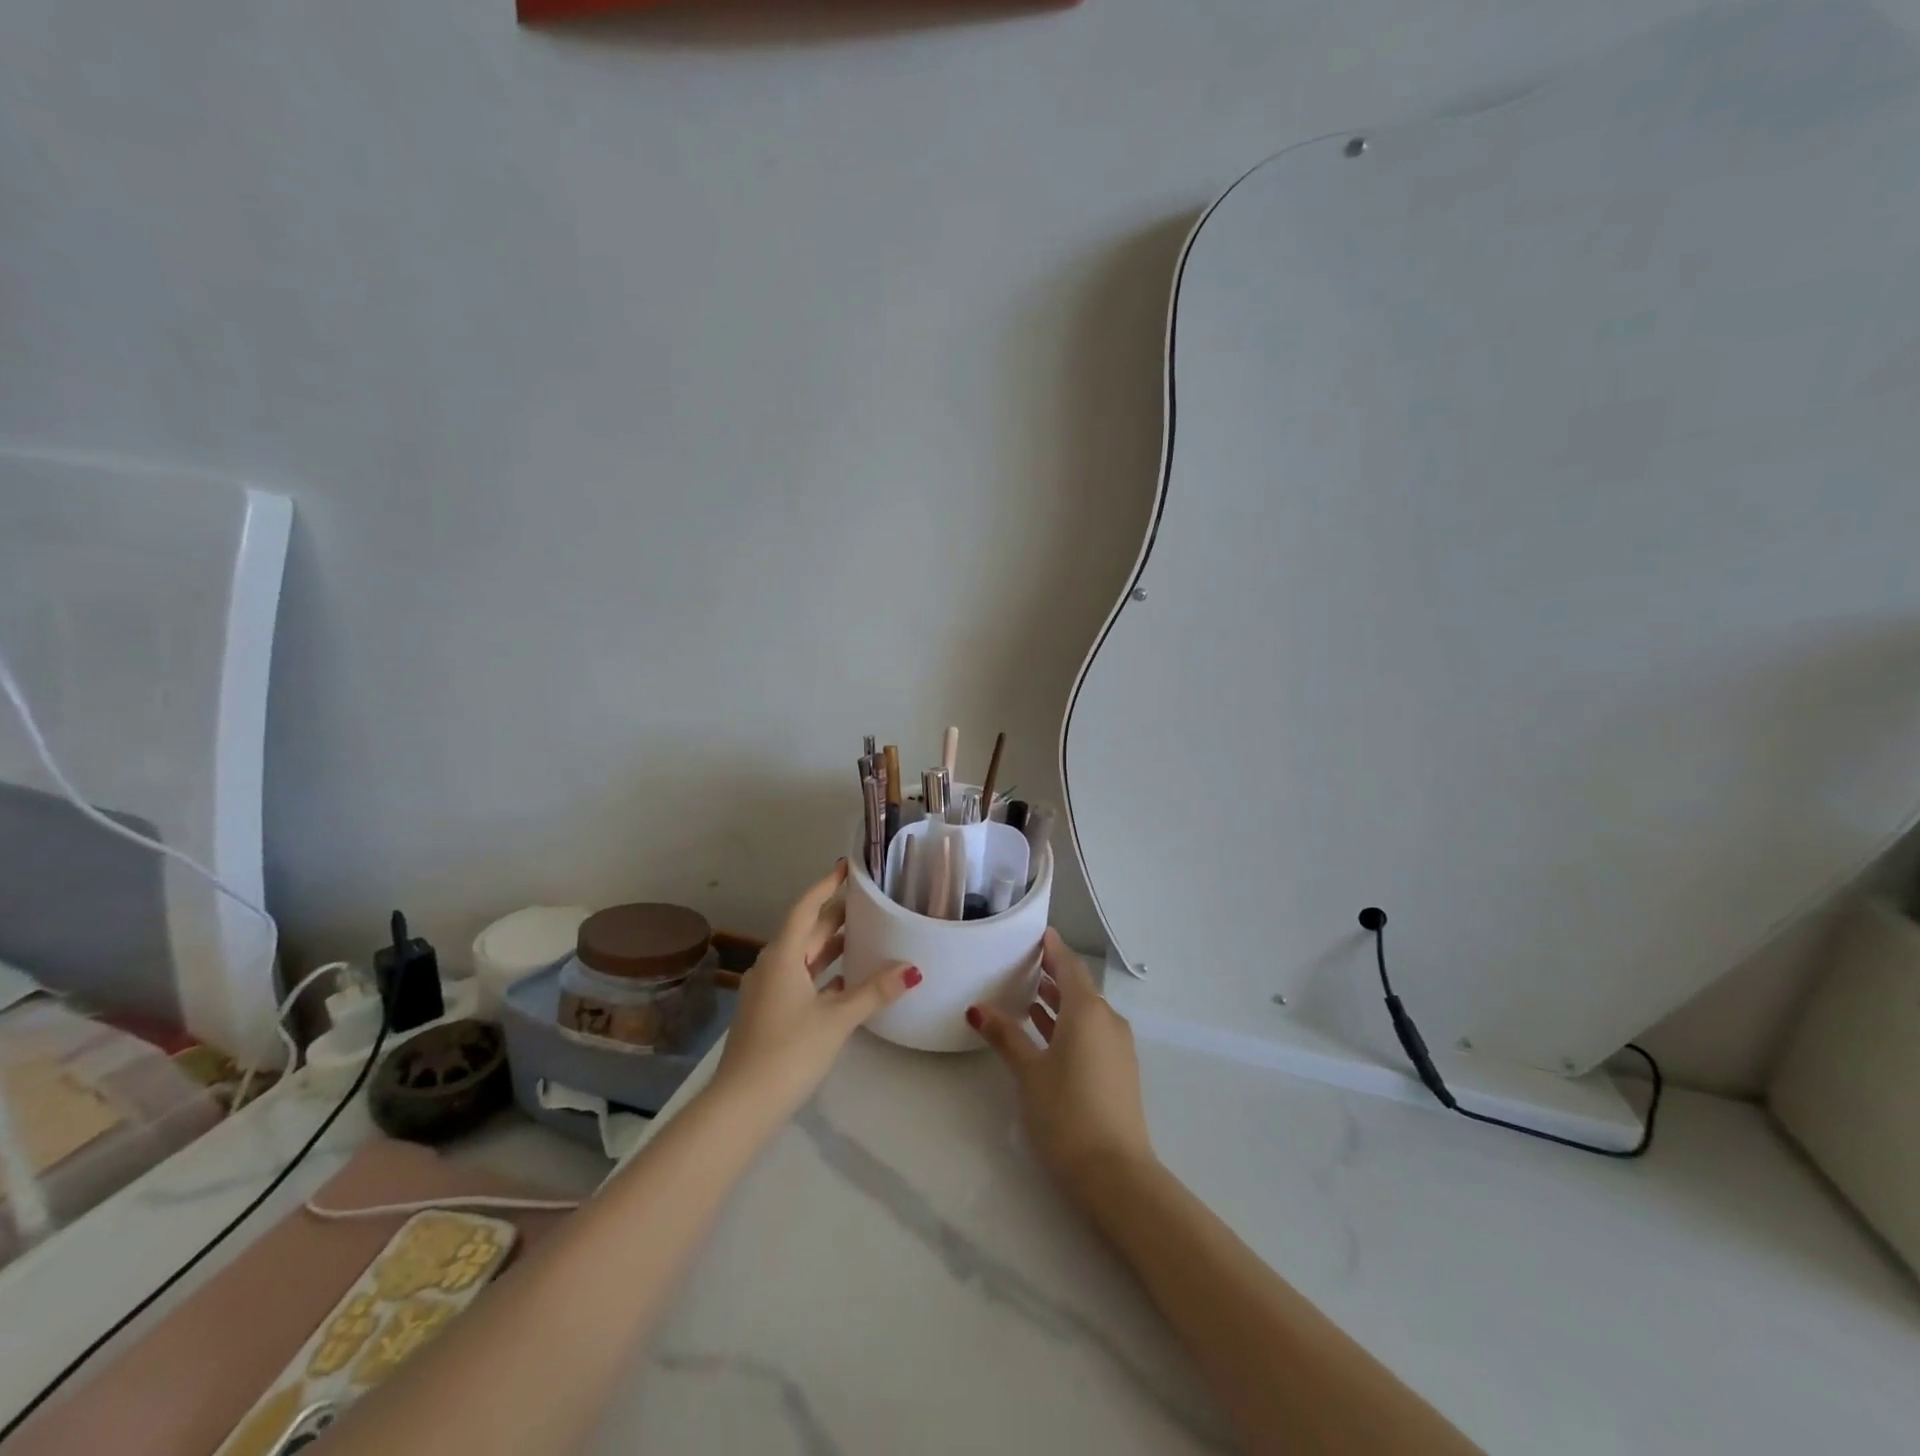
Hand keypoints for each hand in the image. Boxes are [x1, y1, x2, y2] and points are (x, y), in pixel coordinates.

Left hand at [711, 860, 920, 1127]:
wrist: (741, 1106)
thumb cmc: (788, 1052)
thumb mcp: (836, 1020)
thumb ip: (874, 991)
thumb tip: (913, 968)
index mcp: (782, 956)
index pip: (806, 908)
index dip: (827, 886)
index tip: (846, 867)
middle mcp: (772, 966)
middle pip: (806, 930)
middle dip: (835, 914)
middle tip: (868, 898)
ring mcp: (768, 991)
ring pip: (804, 956)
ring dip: (830, 944)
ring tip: (864, 932)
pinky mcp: (770, 1013)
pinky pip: (801, 979)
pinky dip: (824, 973)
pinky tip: (847, 979)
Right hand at [969, 929, 1156, 1203]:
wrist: (1115, 1174)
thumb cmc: (1066, 1112)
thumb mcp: (1029, 1072)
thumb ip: (1005, 1035)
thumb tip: (978, 1008)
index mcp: (1088, 1011)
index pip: (1068, 966)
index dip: (1052, 948)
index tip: (1036, 933)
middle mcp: (1108, 1020)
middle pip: (1078, 987)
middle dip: (1051, 973)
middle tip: (1021, 962)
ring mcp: (1117, 1046)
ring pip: (1085, 1011)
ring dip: (1058, 1000)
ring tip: (1026, 993)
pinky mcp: (1118, 1070)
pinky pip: (1091, 1031)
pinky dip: (1068, 1023)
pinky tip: (1044, 1032)